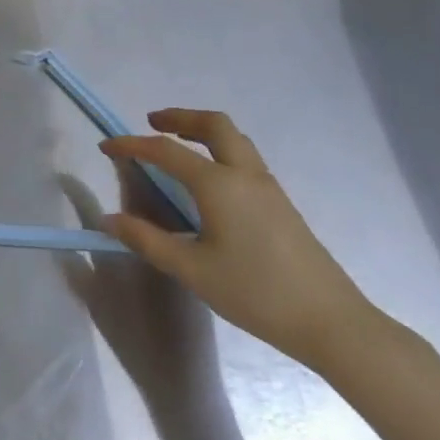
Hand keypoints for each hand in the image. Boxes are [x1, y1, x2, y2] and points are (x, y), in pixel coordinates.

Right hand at [100, 110, 378, 373]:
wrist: (332, 323)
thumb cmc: (256, 293)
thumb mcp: (192, 270)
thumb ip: (147, 241)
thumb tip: (109, 219)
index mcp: (218, 184)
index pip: (165, 150)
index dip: (132, 144)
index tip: (107, 146)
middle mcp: (244, 174)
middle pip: (213, 124)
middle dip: (179, 117)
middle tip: (152, 123)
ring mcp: (268, 187)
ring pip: (234, 138)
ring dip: (202, 131)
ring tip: (178, 144)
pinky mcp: (281, 204)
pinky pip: (245, 158)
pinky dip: (219, 150)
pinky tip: (209, 180)